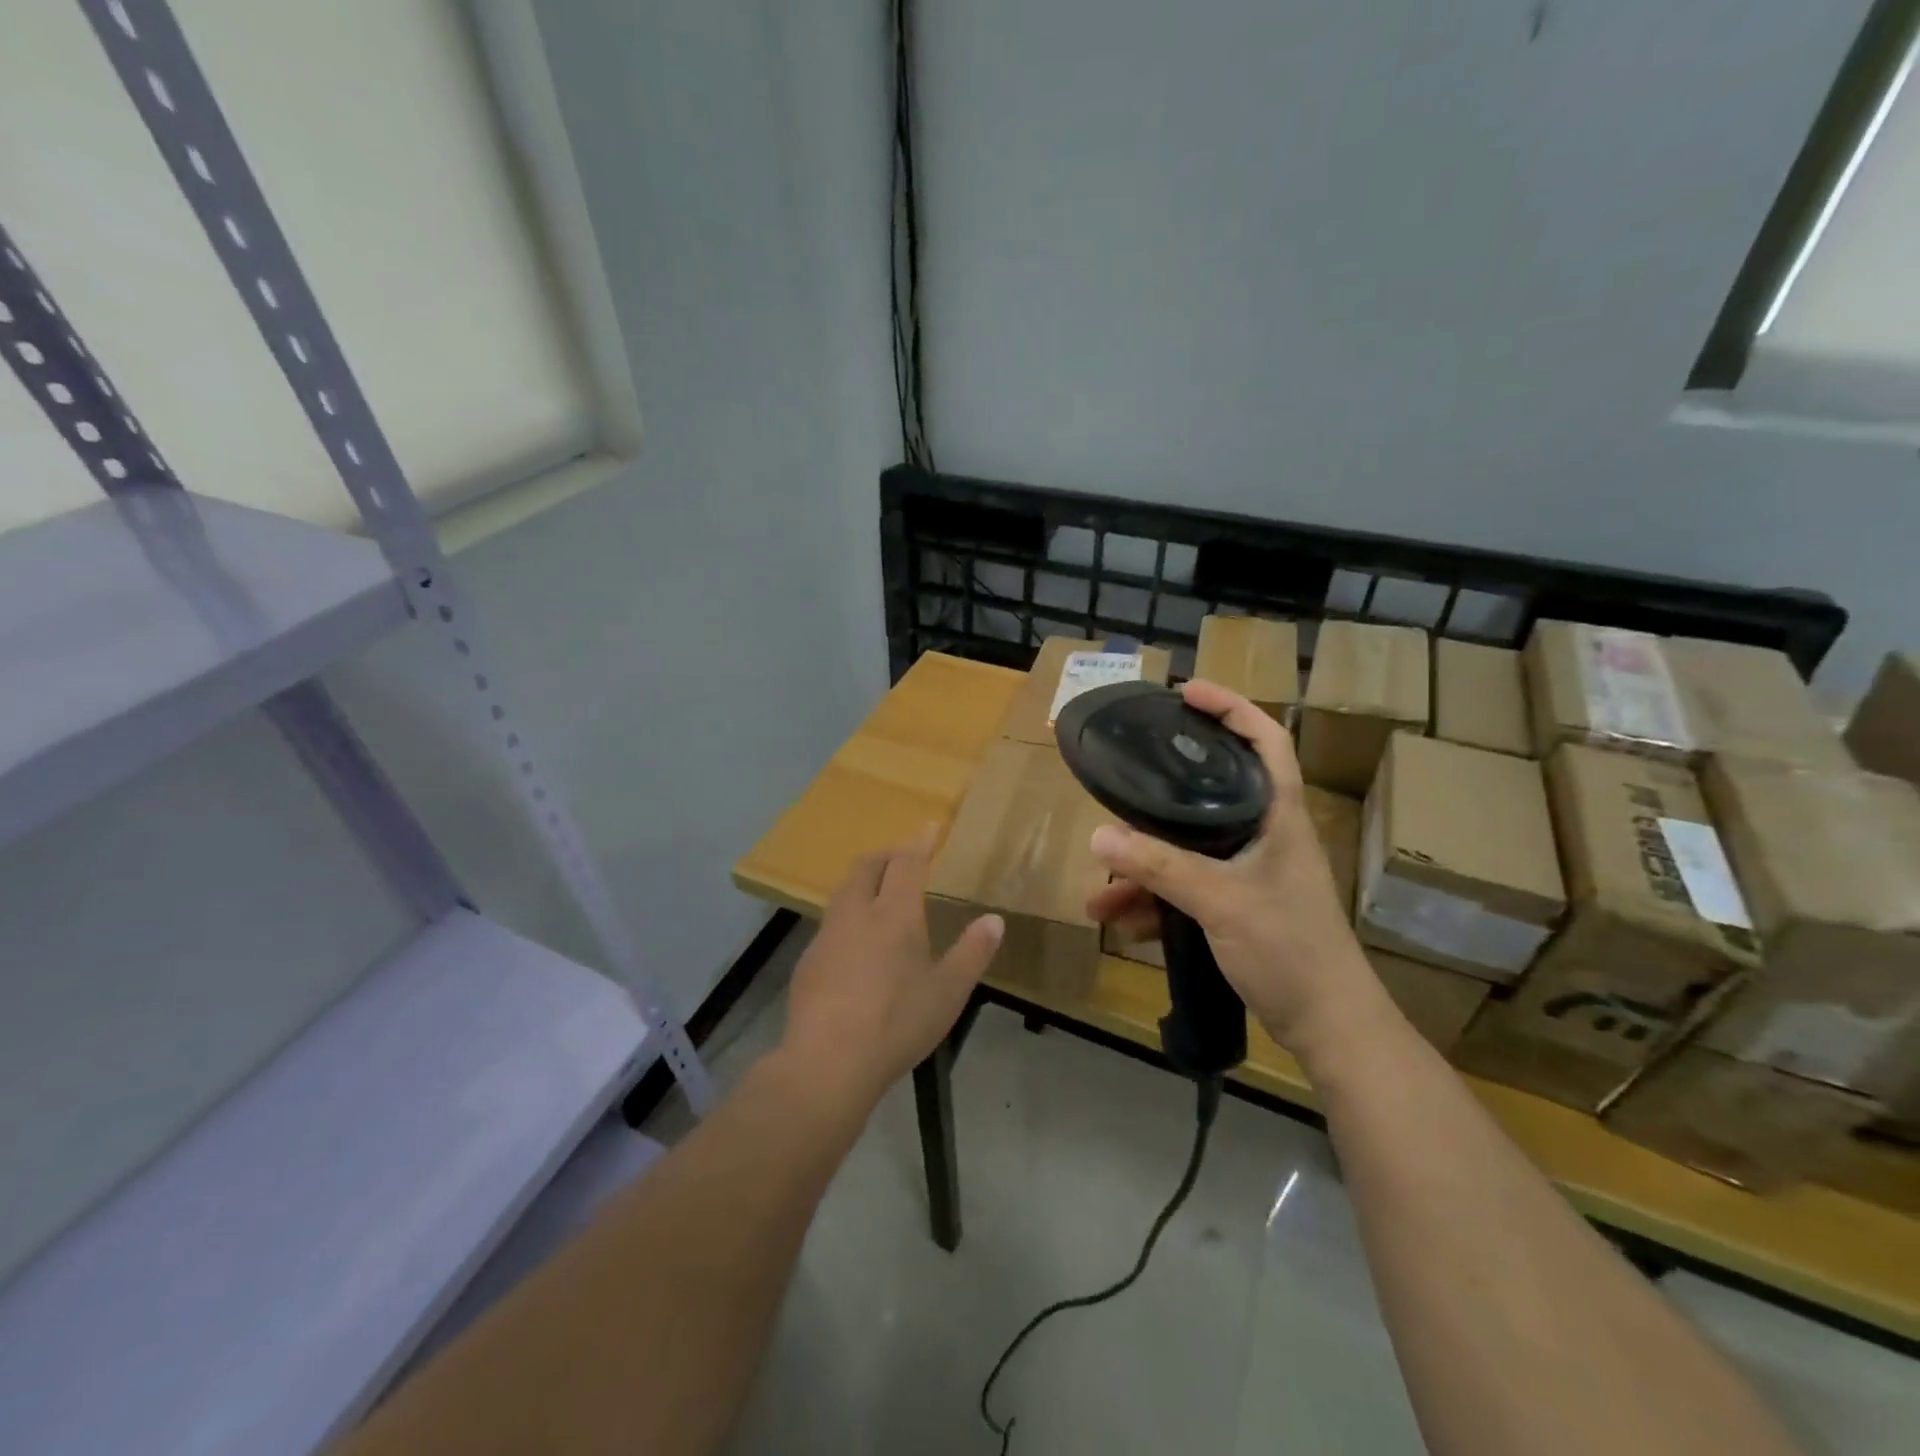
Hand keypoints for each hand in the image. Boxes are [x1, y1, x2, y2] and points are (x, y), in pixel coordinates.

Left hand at [780, 830, 1003, 1108]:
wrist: (827, 1061)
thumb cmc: (897, 1023)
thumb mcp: (948, 992)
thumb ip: (972, 952)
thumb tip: (994, 920)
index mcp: (894, 914)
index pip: (907, 863)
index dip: (920, 842)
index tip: (929, 826)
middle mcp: (856, 914)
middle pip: (867, 867)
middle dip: (887, 854)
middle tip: (904, 857)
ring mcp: (826, 936)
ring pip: (844, 892)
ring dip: (863, 882)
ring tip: (880, 894)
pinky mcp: (808, 961)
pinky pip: (831, 923)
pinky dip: (848, 915)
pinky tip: (856, 945)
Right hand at [1086, 680, 1389, 1057]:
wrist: (1329, 1027)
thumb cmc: (1289, 949)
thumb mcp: (1221, 901)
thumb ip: (1159, 867)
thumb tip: (1098, 838)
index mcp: (1277, 816)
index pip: (1266, 740)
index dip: (1231, 707)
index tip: (1187, 692)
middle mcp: (1264, 835)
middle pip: (1209, 794)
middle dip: (1158, 799)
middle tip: (1121, 785)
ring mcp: (1251, 873)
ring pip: (1187, 852)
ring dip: (1142, 870)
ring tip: (1098, 894)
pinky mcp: (1239, 907)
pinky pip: (1186, 890)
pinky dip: (1154, 902)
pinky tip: (1119, 924)